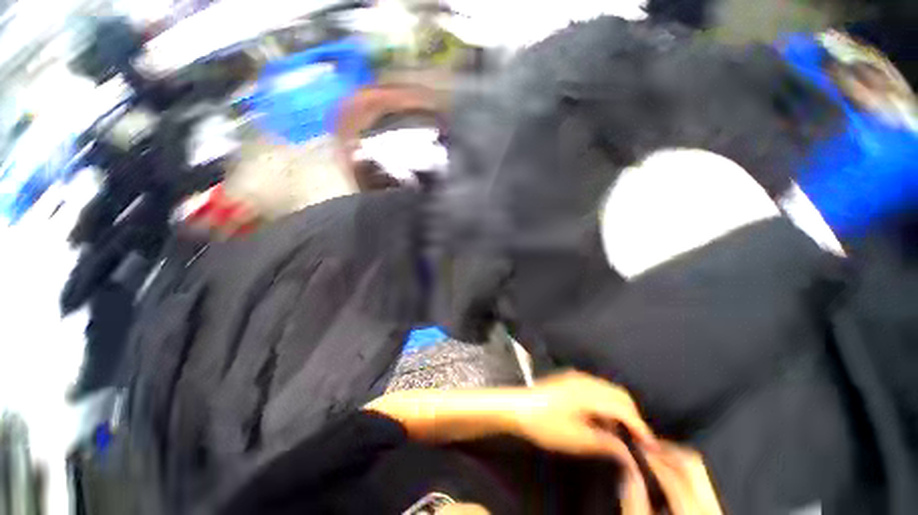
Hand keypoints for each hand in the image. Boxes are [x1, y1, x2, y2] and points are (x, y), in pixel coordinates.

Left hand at [509, 371, 657, 456]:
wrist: (517, 406)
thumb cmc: (545, 424)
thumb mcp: (576, 439)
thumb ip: (605, 443)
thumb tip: (629, 452)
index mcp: (589, 394)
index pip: (624, 409)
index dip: (641, 428)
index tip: (652, 447)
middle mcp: (586, 381)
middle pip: (620, 395)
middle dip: (633, 416)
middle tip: (638, 440)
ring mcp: (576, 377)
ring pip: (608, 390)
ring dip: (620, 408)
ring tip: (622, 432)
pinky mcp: (569, 378)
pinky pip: (597, 388)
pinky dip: (606, 402)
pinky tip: (602, 418)